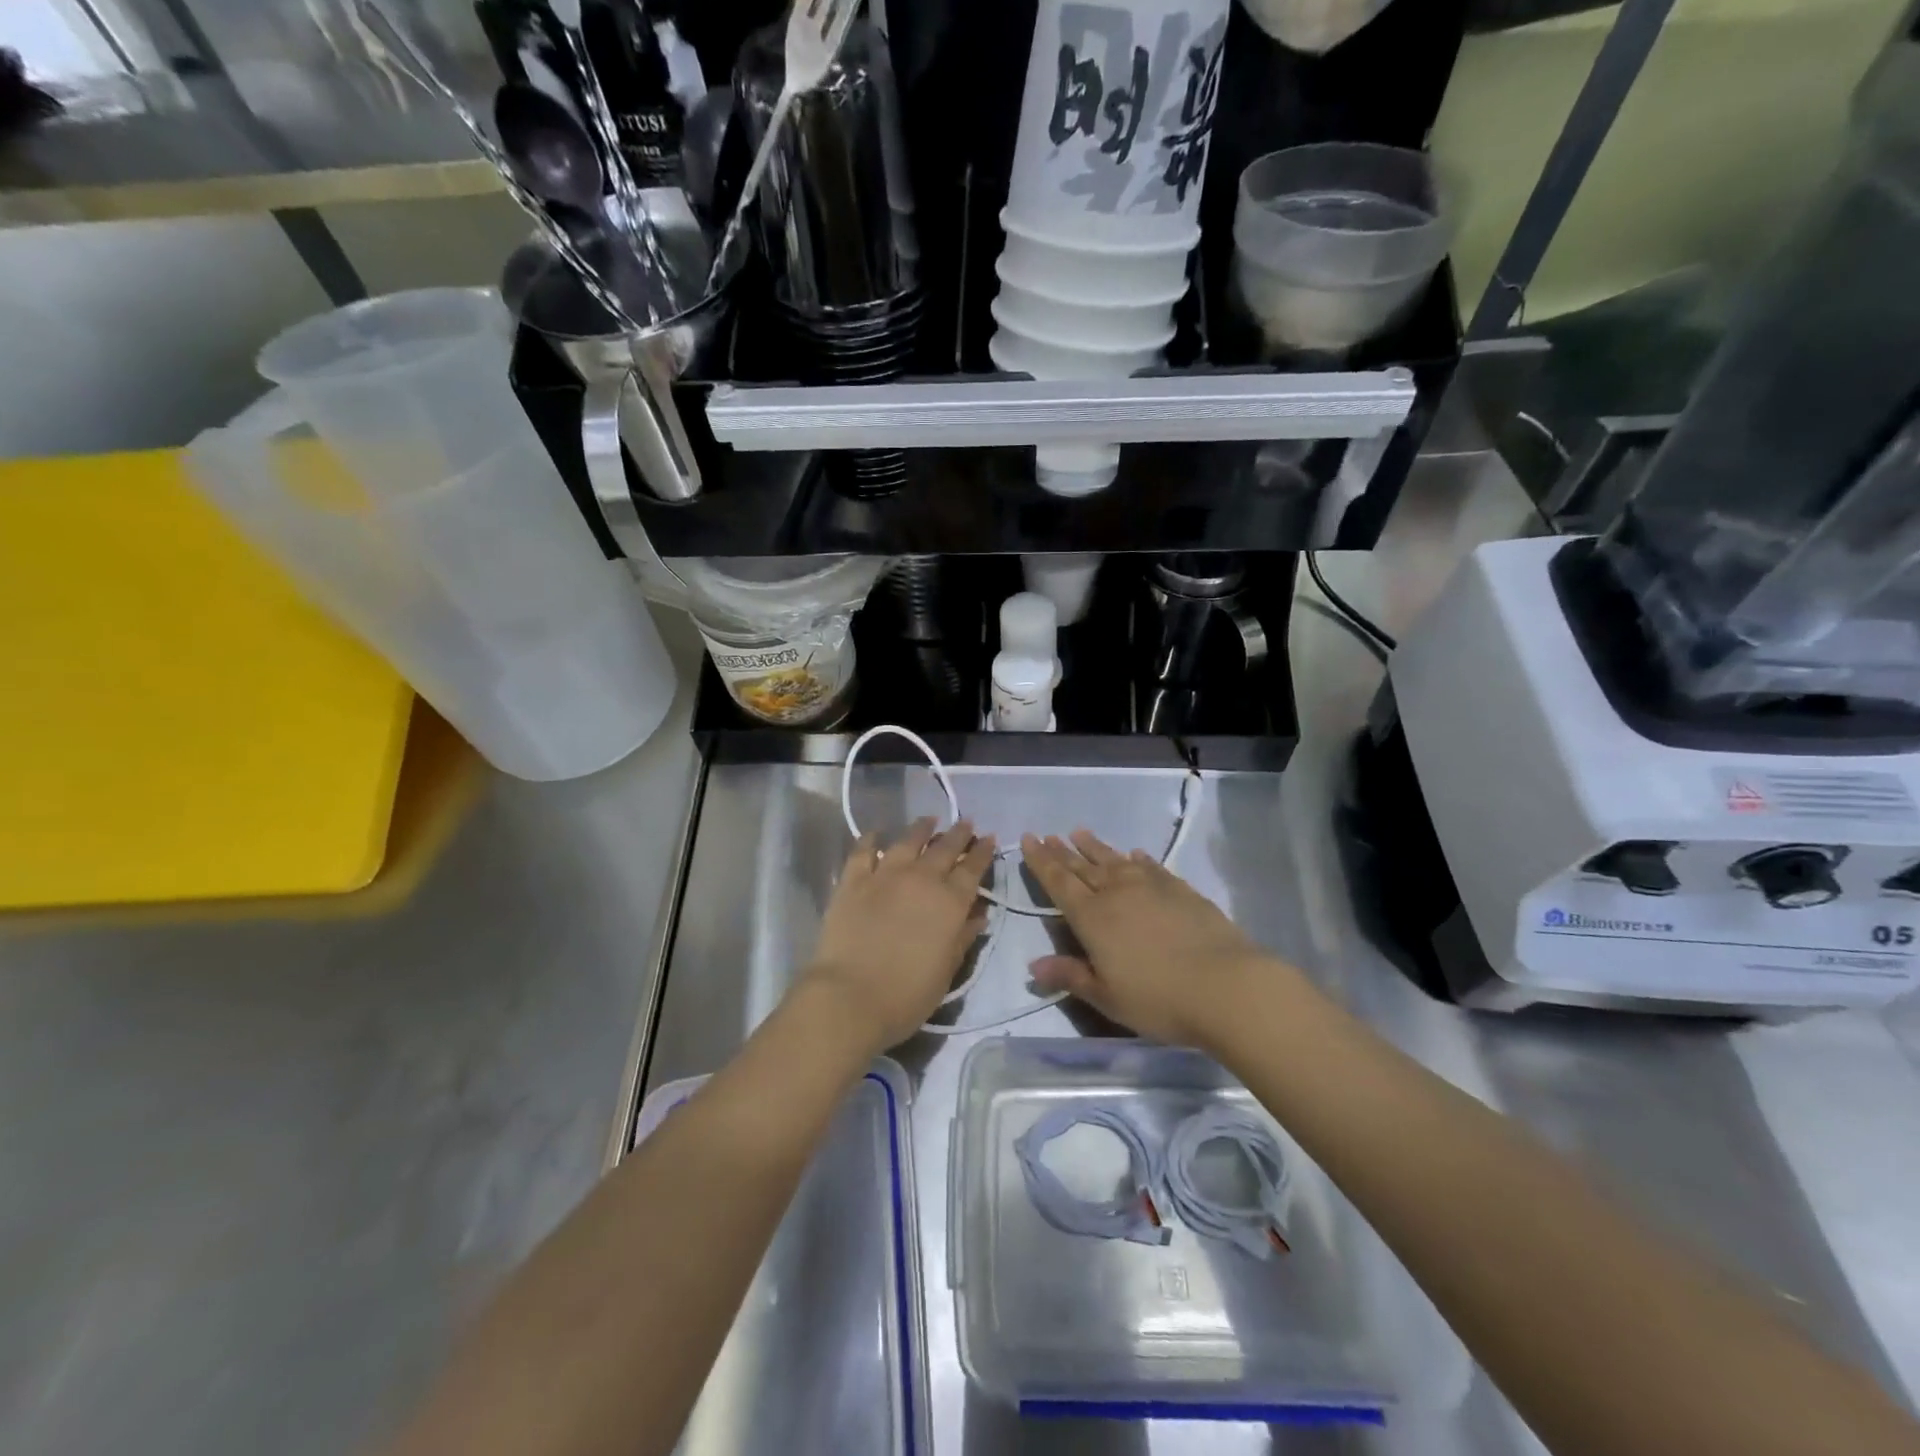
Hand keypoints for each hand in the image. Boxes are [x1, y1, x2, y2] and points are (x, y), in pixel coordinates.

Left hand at [798, 818, 995, 1053]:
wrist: (850, 997)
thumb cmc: (907, 994)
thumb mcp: (947, 971)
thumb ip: (964, 937)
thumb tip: (979, 915)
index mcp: (950, 902)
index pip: (973, 869)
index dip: (983, 852)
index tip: (988, 838)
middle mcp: (921, 879)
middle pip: (945, 848)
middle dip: (958, 834)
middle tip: (966, 823)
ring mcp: (885, 875)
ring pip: (908, 841)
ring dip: (922, 828)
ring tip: (929, 819)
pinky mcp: (853, 881)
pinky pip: (863, 851)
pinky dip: (871, 839)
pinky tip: (877, 833)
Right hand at [1021, 831, 1278, 1049]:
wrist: (1226, 986)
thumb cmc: (1159, 999)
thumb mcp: (1107, 997)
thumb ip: (1071, 976)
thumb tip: (1034, 965)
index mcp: (1092, 917)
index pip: (1059, 882)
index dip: (1041, 861)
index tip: (1029, 839)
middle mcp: (1117, 893)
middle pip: (1083, 867)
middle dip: (1063, 851)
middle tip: (1048, 835)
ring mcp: (1152, 887)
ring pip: (1115, 860)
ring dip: (1096, 847)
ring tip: (1080, 833)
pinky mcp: (1181, 890)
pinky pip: (1152, 867)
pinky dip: (1139, 859)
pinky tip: (1135, 854)